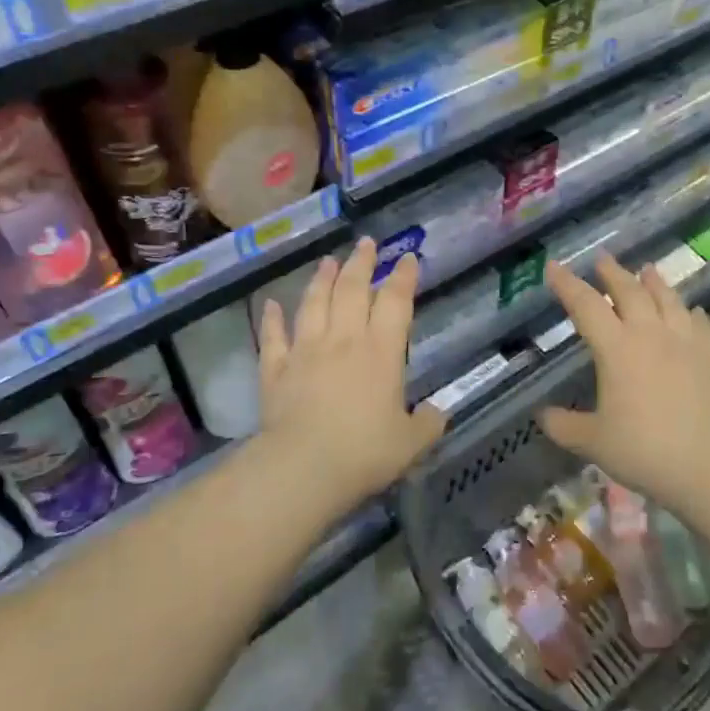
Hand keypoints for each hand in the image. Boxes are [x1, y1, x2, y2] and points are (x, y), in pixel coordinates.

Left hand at [258, 238, 444, 503]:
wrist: (303, 467)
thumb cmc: (364, 452)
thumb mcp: (410, 443)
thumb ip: (428, 424)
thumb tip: (438, 413)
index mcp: (381, 352)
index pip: (394, 303)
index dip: (403, 278)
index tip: (407, 258)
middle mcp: (343, 340)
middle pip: (351, 290)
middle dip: (361, 263)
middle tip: (365, 243)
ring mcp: (305, 351)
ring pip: (313, 304)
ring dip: (321, 280)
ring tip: (327, 261)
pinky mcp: (276, 370)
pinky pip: (274, 337)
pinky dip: (272, 319)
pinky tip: (270, 305)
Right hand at [541, 253, 709, 510]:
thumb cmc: (644, 451)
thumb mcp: (593, 442)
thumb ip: (564, 425)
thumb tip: (542, 416)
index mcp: (615, 348)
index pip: (585, 305)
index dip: (567, 283)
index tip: (553, 266)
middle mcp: (649, 334)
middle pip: (629, 291)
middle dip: (612, 272)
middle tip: (602, 259)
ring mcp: (686, 341)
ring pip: (668, 299)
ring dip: (654, 281)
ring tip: (647, 269)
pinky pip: (700, 324)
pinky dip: (691, 312)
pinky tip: (691, 310)